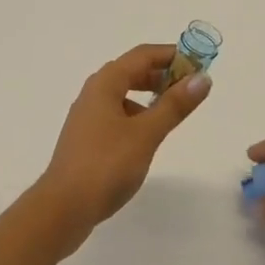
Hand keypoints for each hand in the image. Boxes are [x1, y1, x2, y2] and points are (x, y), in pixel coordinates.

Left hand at [34, 44, 211, 252]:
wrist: (62, 209)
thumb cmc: (106, 165)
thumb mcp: (146, 134)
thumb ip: (174, 105)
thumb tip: (202, 78)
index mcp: (106, 83)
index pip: (143, 55)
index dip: (172, 55)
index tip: (199, 64)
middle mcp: (94, 92)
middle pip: (132, 71)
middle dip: (162, 74)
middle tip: (190, 86)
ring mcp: (87, 116)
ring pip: (123, 93)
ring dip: (149, 95)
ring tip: (173, 110)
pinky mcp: (86, 138)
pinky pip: (117, 113)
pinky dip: (136, 114)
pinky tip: (147, 135)